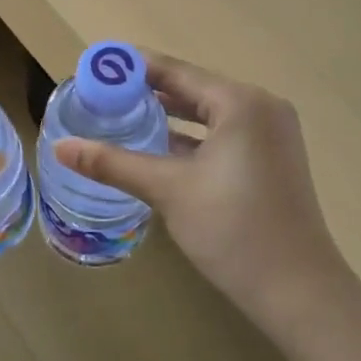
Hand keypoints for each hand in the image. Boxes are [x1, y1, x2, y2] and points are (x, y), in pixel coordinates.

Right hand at [53, 53, 352, 334]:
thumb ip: (113, 163)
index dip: (133, 68)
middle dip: (147, 91)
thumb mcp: (168, 190)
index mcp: (240, 102)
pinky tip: (157, 147)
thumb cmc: (233, 230)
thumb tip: (60, 147)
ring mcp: (270, 135)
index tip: (96, 66)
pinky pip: (222, 134)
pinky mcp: (271, 160)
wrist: (300, 293)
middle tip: (101, 94)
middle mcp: (260, 107)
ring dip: (168, 115)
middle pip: (192, 88)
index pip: (176, 71)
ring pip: (208, 113)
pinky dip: (191, 137)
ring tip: (121, 115)